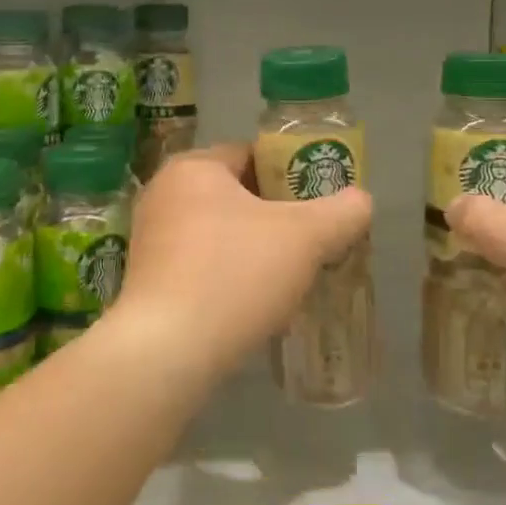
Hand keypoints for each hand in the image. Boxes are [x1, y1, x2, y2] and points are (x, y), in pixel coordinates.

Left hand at [118, 143, 372, 377]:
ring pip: (217, 232)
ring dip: (252, 248)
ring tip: (287, 277)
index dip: (291, 174)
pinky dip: (226, 275)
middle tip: (310, 242)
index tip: (318, 203)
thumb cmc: (234, 274)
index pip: (251, 154)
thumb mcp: (305, 238)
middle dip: (274, 216)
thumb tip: (361, 201)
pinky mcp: (145, 278)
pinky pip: (198, 264)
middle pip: (234, 194)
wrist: (167, 350)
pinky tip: (251, 304)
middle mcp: (164, 193)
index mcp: (194, 167)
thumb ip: (341, 213)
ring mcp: (149, 237)